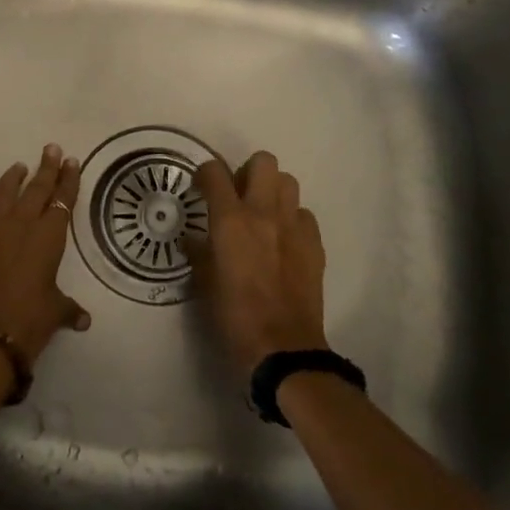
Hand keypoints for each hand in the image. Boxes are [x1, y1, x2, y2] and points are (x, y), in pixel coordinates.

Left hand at [0, 145, 90, 364]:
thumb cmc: (28, 322)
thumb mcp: (55, 313)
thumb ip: (69, 309)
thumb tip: (83, 319)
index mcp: (47, 238)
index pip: (62, 201)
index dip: (68, 181)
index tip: (72, 162)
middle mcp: (20, 225)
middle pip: (36, 189)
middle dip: (46, 168)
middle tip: (51, 149)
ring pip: (2, 194)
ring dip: (11, 179)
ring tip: (18, 167)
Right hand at [190, 151, 328, 376]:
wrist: (282, 347)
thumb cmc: (234, 315)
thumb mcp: (204, 282)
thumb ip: (199, 252)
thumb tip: (194, 238)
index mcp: (230, 220)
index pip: (214, 172)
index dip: (204, 173)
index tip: (200, 187)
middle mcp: (263, 212)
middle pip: (263, 161)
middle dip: (248, 171)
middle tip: (238, 196)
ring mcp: (294, 226)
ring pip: (288, 182)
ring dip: (273, 191)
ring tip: (263, 214)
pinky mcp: (315, 244)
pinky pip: (304, 214)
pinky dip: (292, 219)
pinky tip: (283, 241)